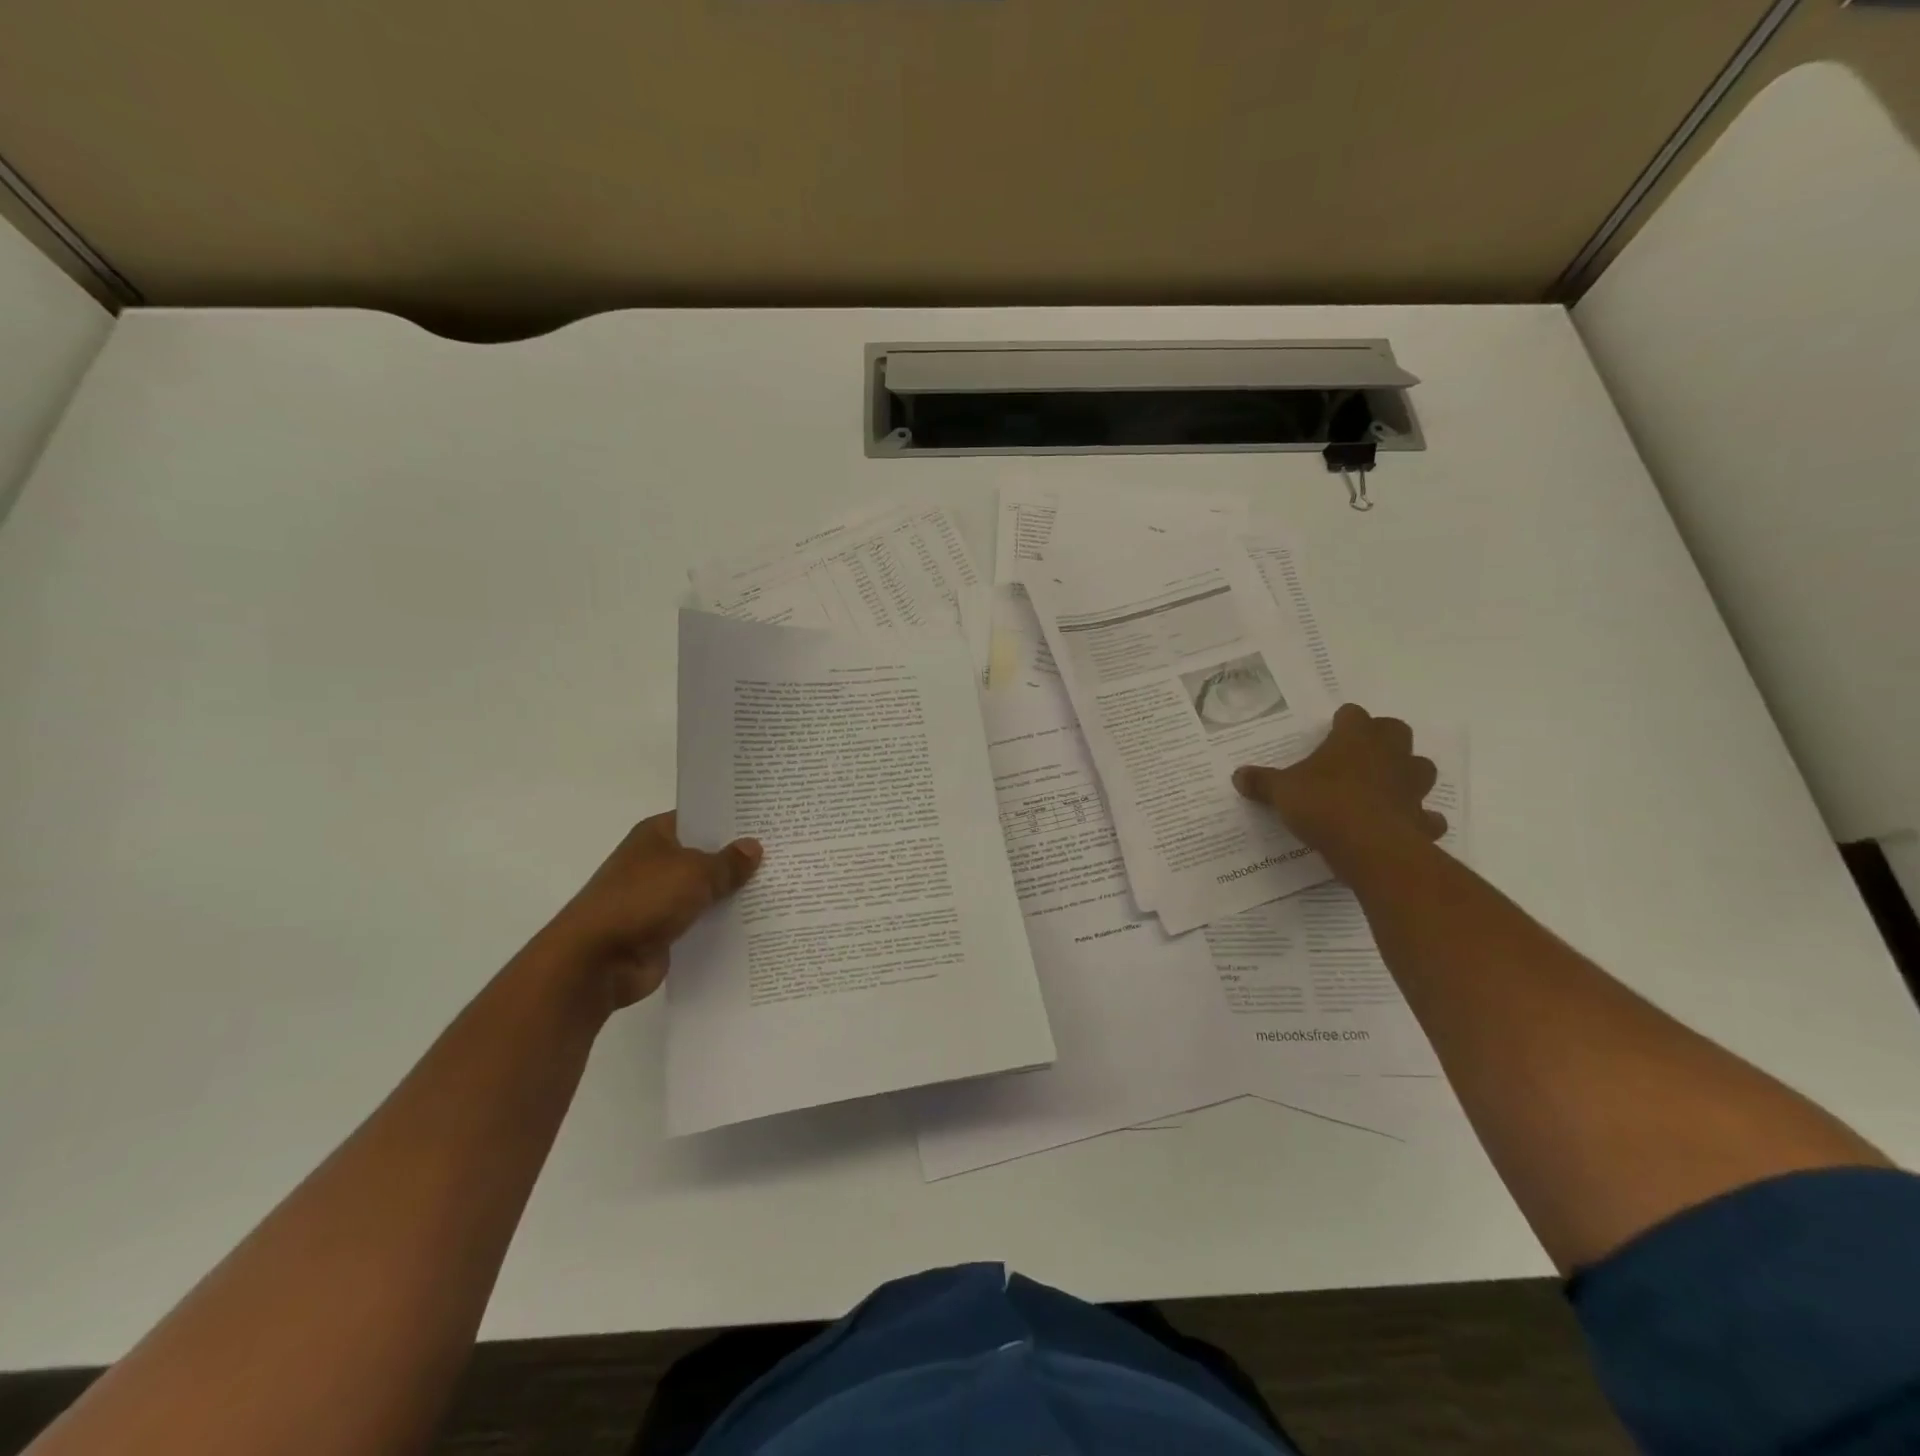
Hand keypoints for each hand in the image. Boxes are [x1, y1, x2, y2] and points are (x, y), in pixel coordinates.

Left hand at [538, 812, 761, 1008]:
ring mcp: (658, 898)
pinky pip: (701, 921)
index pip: (701, 818)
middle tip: (785, 853)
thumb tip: (753, 847)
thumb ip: (728, 862)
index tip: (769, 821)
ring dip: (732, 893)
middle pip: (706, 854)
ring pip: (705, 890)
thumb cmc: (643, 900)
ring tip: (781, 887)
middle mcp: (656, 862)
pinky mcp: (663, 931)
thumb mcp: (695, 873)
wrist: (596, 961)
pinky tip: (758, 922)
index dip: (732, 819)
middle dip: (739, 858)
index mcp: (657, 835)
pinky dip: (721, 922)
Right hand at [1233, 704, 1443, 872]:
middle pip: (1395, 732)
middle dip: (1382, 739)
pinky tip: (1401, 826)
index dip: (1344, 721)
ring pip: (1420, 768)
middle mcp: (1388, 755)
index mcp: (1354, 739)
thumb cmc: (1323, 804)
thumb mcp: (1281, 791)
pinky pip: (1425, 816)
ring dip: (1407, 774)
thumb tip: (1238, 775)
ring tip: (1384, 786)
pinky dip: (1417, 819)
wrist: (1369, 846)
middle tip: (1359, 754)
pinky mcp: (1420, 819)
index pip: (1353, 715)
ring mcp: (1410, 786)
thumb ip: (1262, 782)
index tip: (1333, 729)